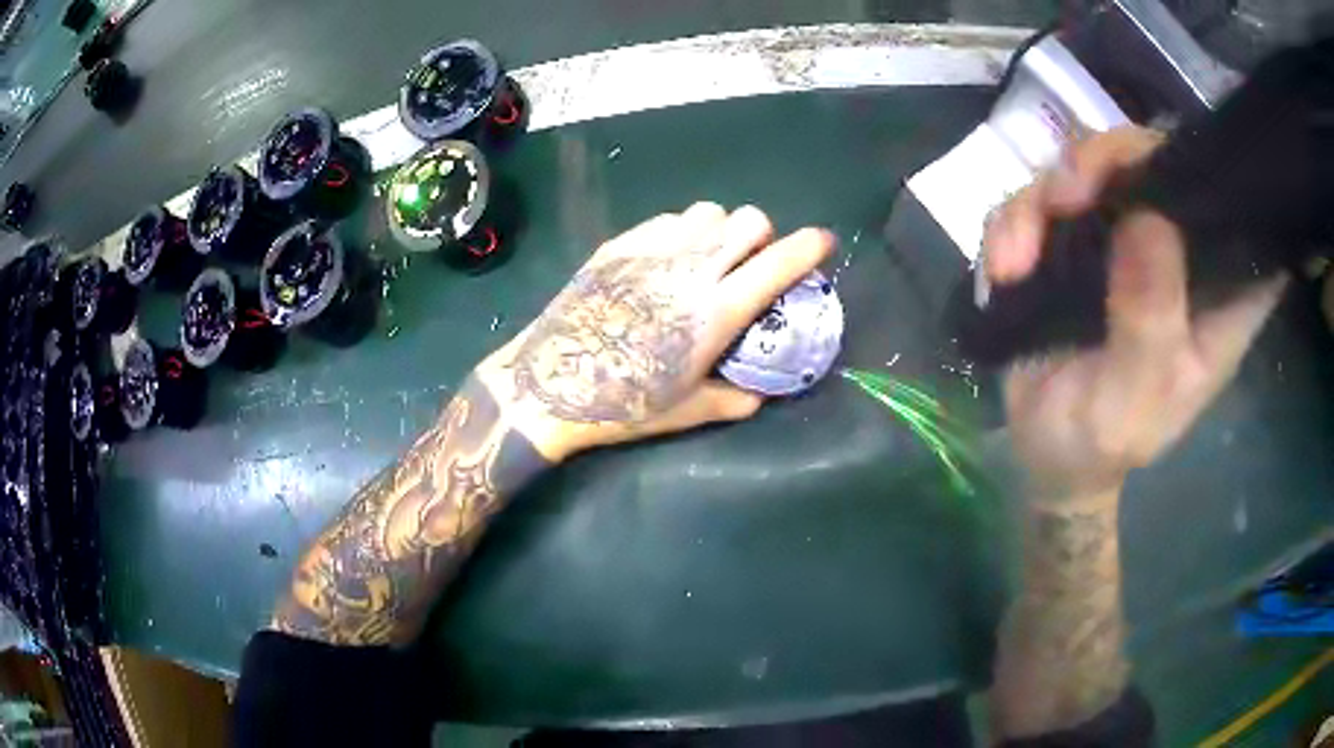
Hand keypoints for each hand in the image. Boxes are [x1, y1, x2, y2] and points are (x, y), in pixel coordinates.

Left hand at [474, 203, 834, 461]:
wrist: (546, 385)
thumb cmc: (621, 405)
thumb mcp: (688, 411)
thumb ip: (737, 399)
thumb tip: (764, 392)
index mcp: (716, 311)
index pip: (779, 261)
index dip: (810, 246)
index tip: (823, 244)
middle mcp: (691, 268)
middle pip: (749, 219)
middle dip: (762, 237)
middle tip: (749, 267)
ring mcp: (652, 250)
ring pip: (708, 211)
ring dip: (721, 230)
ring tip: (707, 260)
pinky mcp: (619, 245)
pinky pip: (668, 219)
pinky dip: (682, 232)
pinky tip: (666, 261)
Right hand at [985, 127, 1287, 501]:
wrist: (1049, 453)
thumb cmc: (1105, 442)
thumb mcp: (1133, 401)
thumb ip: (1149, 322)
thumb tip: (1148, 218)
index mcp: (1218, 293)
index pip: (1238, 210)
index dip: (1215, 172)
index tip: (1173, 172)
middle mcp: (1179, 250)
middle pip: (1155, 158)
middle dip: (1105, 163)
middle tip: (1065, 198)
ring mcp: (1126, 235)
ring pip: (1092, 164)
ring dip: (1044, 198)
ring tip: (1015, 262)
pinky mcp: (1078, 236)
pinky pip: (1043, 194)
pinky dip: (1015, 222)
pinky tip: (1004, 269)